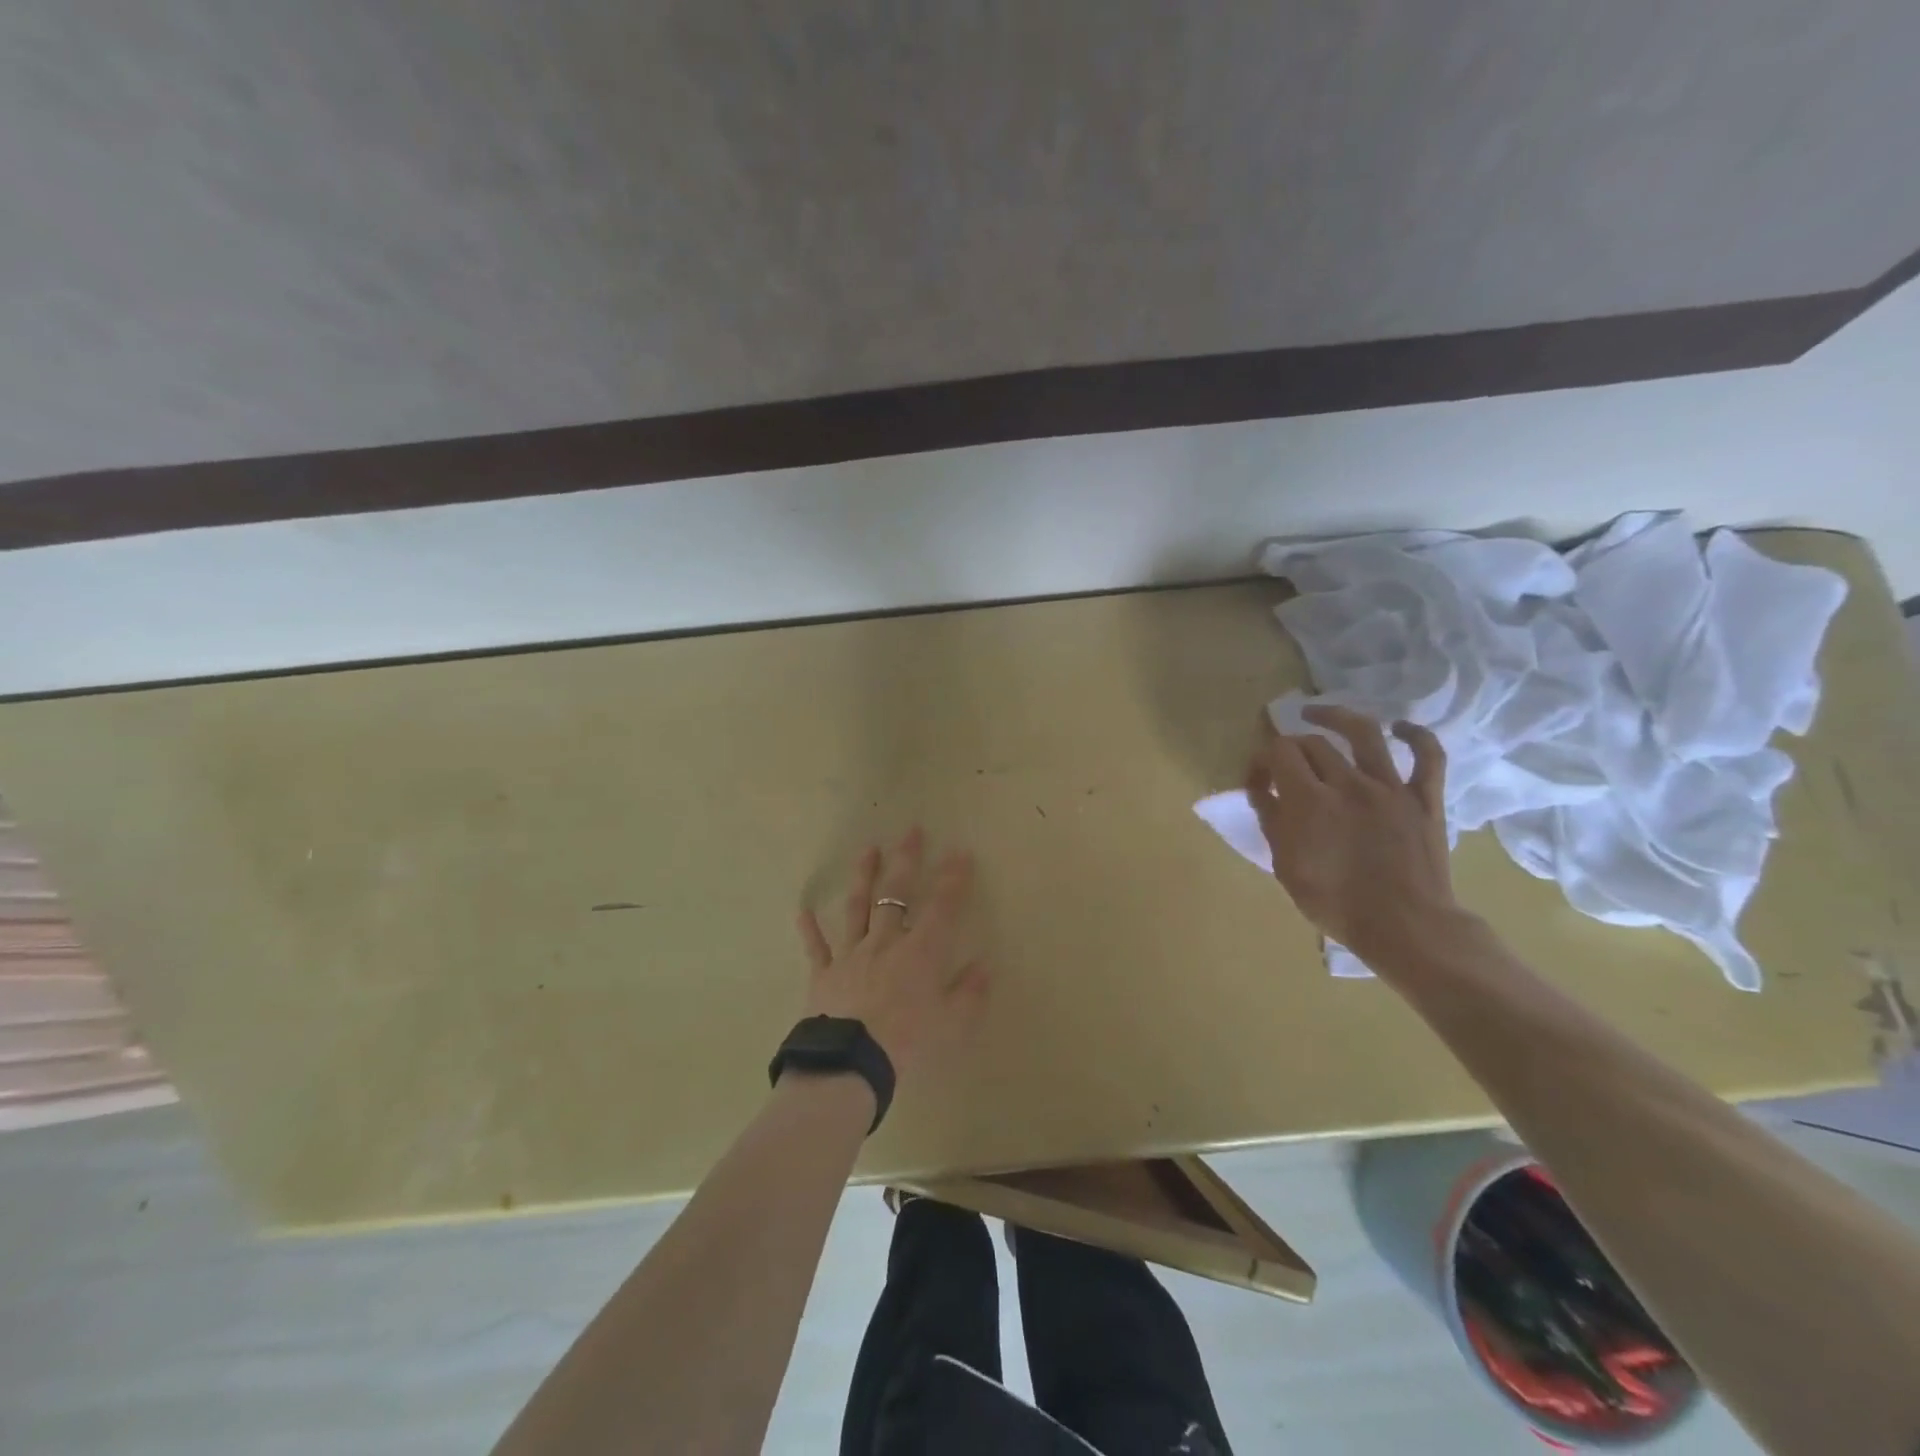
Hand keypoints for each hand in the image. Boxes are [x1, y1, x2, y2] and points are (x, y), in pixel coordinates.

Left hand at [795, 828, 989, 1081]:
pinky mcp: (823, 973)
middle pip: (895, 893)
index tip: (960, 852)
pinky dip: (810, 929)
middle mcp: (885, 942)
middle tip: (911, 832)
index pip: (942, 907)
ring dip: (863, 877)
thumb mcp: (951, 1024)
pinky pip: (816, 947)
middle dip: (906, 860)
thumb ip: (969, 993)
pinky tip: (803, 911)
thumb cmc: (907, 1042)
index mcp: (919, 952)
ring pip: (857, 907)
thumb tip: (983, 966)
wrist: (850, 1062)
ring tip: (868, 850)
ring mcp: (851, 954)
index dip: (953, 878)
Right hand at [1243, 705, 1459, 963]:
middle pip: (1312, 743)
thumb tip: (1261, 788)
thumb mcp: (1286, 866)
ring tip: (1317, 714)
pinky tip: (1398, 728)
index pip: (1278, 752)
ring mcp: (1391, 787)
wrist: (1405, 928)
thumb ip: (1272, 821)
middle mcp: (1348, 783)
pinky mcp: (1424, 798)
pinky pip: (1427, 755)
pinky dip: (1414, 734)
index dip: (1261, 759)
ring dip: (1336, 716)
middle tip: (1284, 765)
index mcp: (1309, 801)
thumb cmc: (1336, 904)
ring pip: (1363, 732)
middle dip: (1290, 747)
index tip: (1257, 780)